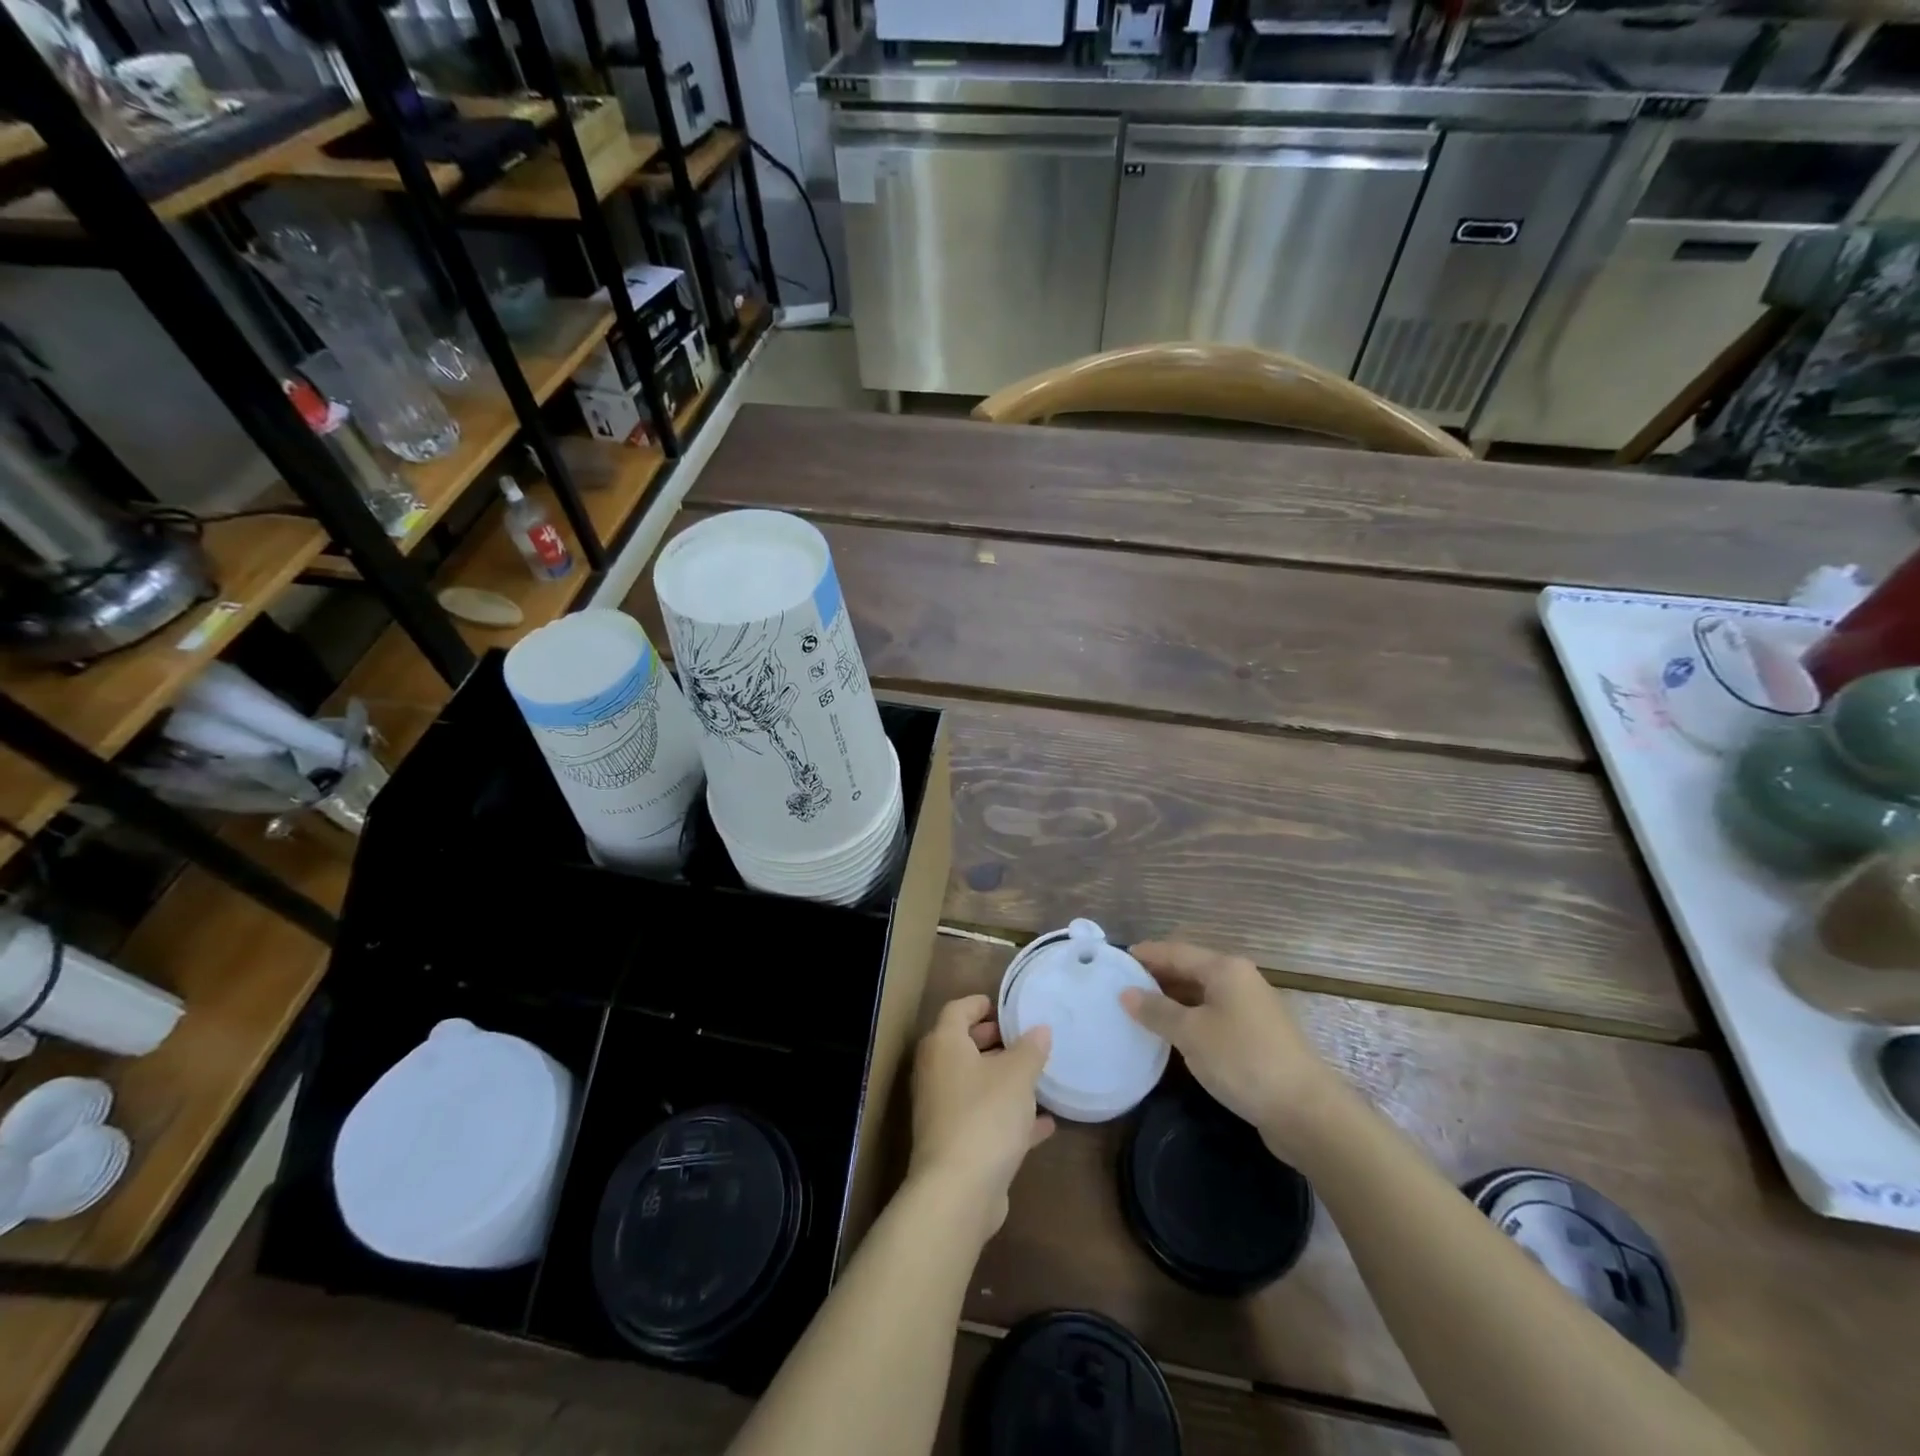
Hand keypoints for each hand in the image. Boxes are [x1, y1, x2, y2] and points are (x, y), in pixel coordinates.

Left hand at [909, 996, 1054, 1243]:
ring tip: (1036, 1076)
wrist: (958, 1191)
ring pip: (974, 1083)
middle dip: (992, 1040)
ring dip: (1002, 1079)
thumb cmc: (985, 1115)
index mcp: (944, 1045)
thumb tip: (1039, 1029)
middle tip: (1022, 1039)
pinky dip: (1008, 1115)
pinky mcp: (954, 1143)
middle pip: (962, 1045)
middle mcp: (936, 1072)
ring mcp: (942, 1109)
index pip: (957, 1010)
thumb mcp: (1017, 1076)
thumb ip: (1030, 1049)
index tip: (1004, 1007)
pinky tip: (1044, 1123)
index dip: (979, 1004)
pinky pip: (983, 1117)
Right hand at [1121, 942, 1347, 1159]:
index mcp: (1225, 968)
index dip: (1145, 955)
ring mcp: (1251, 1009)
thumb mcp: (1191, 1033)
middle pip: (1189, 970)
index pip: (1175, 951)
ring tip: (1138, 1011)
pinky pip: (1213, 1017)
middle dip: (1156, 977)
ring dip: (1172, 1001)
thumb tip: (1126, 993)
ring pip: (1202, 995)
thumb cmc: (1243, 1060)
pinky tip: (1172, 1035)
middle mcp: (1240, 980)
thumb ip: (1156, 1010)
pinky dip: (1190, 1020)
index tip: (1114, 960)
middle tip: (1120, 987)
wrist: (1306, 1111)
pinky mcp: (1257, 1037)